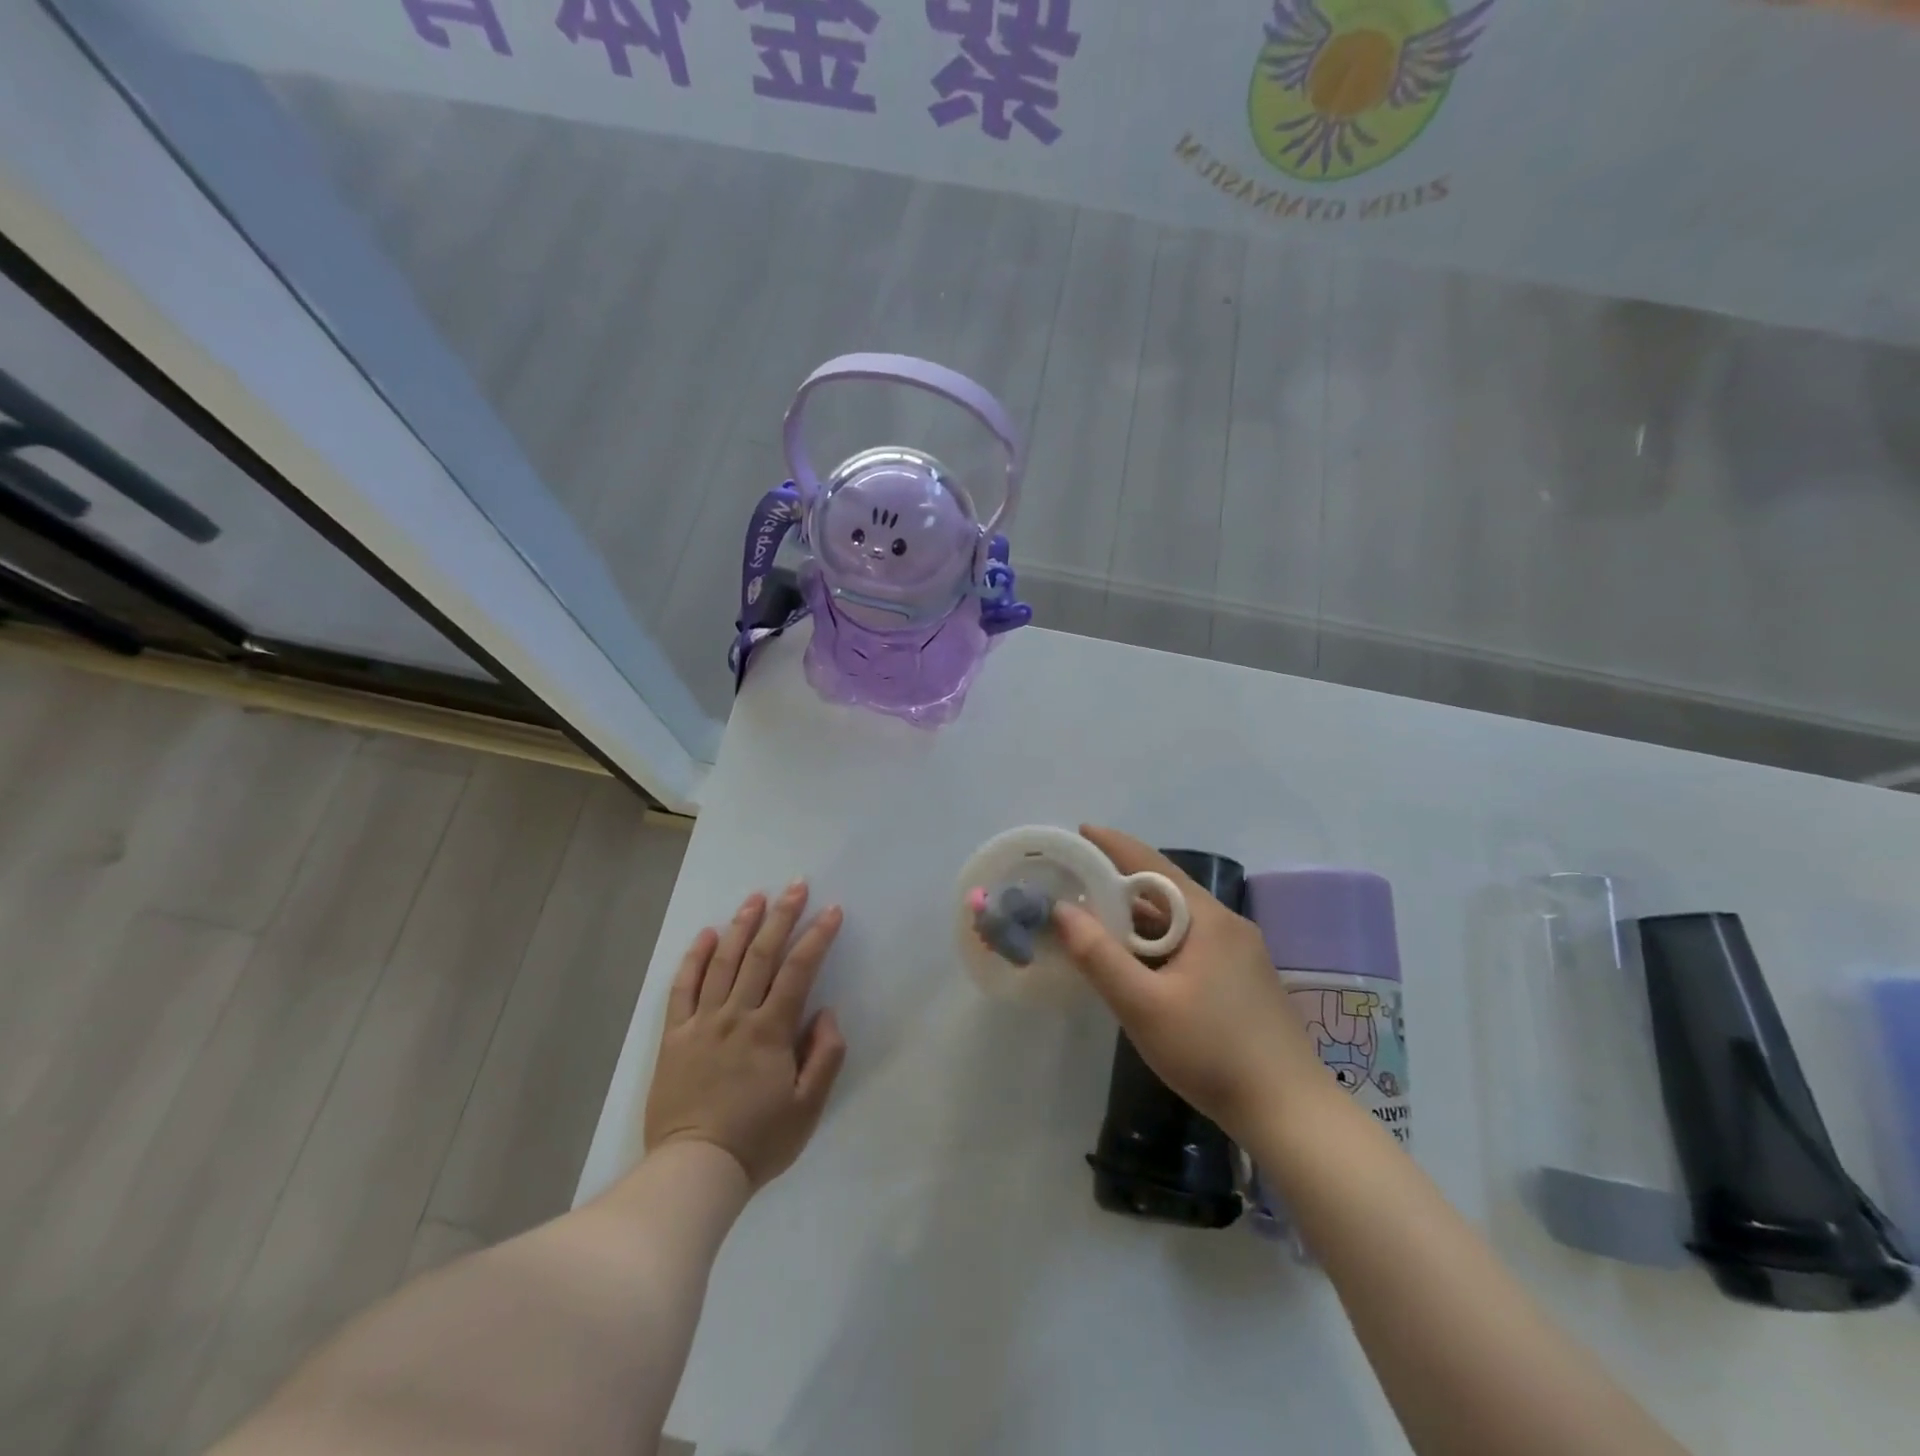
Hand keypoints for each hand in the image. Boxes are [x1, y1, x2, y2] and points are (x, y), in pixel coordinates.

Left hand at [644, 884, 847, 1188]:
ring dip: (741, 926)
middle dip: (781, 916)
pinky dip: (694, 958)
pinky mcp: (674, 1037)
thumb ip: (825, 1055)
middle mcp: (735, 1016)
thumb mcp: (808, 1108)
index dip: (817, 937)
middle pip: (760, 955)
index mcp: (770, 1031)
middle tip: (796, 885)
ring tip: (755, 897)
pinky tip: (705, 934)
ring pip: (722, 962)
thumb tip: (826, 1011)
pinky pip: (682, 988)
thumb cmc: (758, 1141)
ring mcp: (701, 1023)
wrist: (694, 1171)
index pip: (798, 971)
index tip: (832, 910)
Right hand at [1053, 827, 1325, 1142]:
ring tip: (1096, 922)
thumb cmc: (1212, 1051)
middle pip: (1166, 892)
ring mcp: (1241, 953)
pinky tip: (1138, 963)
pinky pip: (1191, 944)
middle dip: (1120, 885)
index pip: (1153, 864)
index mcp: (1209, 919)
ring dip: (1138, 919)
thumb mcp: (1143, 1006)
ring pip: (1179, 921)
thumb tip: (1061, 910)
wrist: (1290, 1113)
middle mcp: (1228, 925)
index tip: (1080, 832)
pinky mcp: (1243, 980)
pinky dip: (1158, 943)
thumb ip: (1099, 956)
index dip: (1113, 846)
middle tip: (1076, 885)